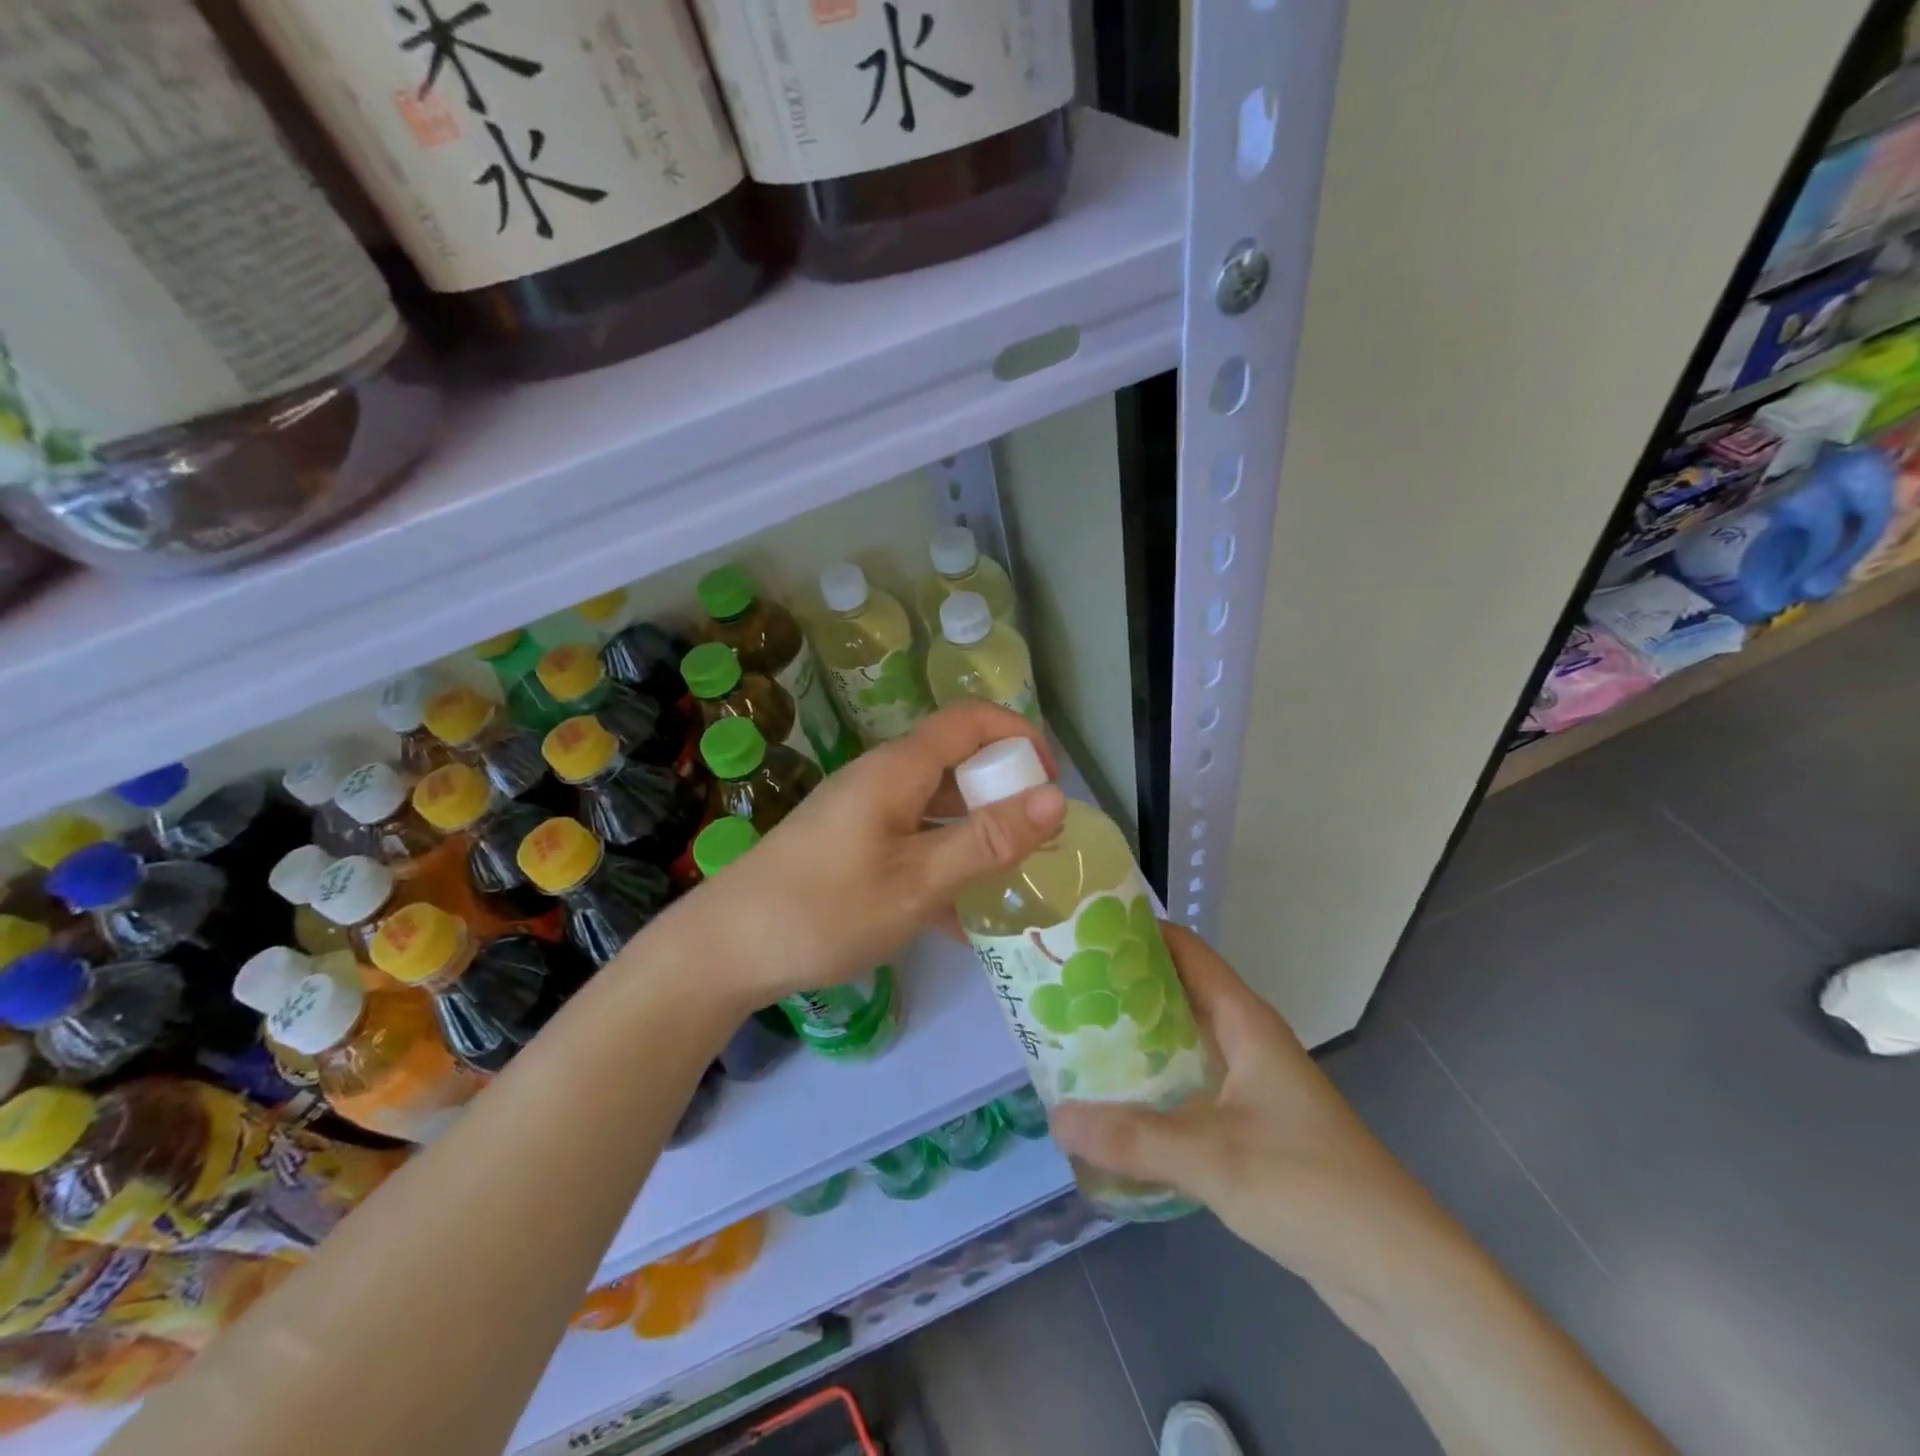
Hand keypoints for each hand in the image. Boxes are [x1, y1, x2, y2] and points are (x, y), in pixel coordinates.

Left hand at [656, 702, 1067, 1008]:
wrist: (726, 948)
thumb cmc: (827, 909)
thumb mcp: (919, 881)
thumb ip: (987, 840)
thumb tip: (1056, 797)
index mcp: (897, 769)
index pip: (971, 720)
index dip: (1019, 735)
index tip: (1050, 782)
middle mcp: (880, 778)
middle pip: (955, 760)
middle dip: (1002, 791)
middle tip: (1034, 840)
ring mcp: (861, 811)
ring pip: (934, 804)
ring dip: (974, 832)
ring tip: (1007, 879)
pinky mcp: (848, 844)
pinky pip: (910, 837)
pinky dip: (941, 861)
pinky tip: (957, 918)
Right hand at [1048, 926, 1478, 1322]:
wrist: (1400, 1272)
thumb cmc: (1312, 1187)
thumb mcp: (1214, 1158)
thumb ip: (1133, 1138)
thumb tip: (1057, 1118)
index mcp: (1245, 1022)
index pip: (1186, 951)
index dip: (1138, 933)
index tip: (1082, 933)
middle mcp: (1246, 1041)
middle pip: (1176, 995)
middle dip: (1121, 991)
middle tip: (1062, 992)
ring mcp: (1250, 1086)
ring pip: (1180, 1045)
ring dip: (1133, 1044)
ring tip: (1073, 1043)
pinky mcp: (1250, 1128)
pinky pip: (1189, 1090)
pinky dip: (1152, 1089)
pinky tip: (1113, 1108)